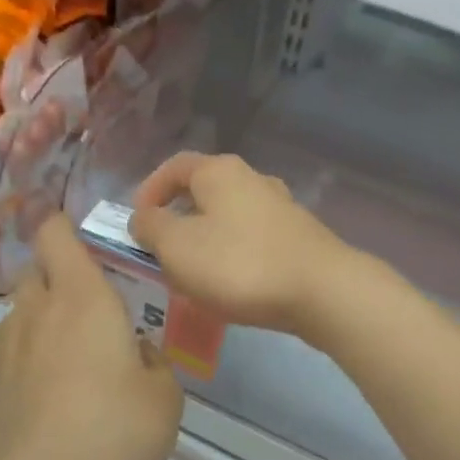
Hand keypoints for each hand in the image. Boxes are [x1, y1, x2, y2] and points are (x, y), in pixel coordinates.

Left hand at [0, 213, 183, 459]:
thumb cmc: (110, 431)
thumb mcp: (164, 400)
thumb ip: (154, 365)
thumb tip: (136, 354)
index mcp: (81, 299)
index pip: (56, 235)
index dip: (62, 227)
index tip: (77, 240)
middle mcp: (33, 313)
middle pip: (34, 274)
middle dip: (55, 282)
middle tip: (86, 316)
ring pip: (18, 321)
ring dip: (40, 332)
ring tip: (67, 377)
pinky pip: (4, 365)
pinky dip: (22, 374)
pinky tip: (41, 413)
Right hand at [130, 153, 355, 335]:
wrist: (322, 292)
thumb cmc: (239, 264)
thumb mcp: (177, 247)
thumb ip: (151, 228)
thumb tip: (144, 218)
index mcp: (219, 172)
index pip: (174, 167)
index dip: (149, 191)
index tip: (136, 223)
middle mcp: (253, 179)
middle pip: (204, 191)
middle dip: (178, 219)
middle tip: (162, 251)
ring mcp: (281, 207)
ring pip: (229, 217)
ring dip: (206, 240)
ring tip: (194, 274)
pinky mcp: (299, 237)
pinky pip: (253, 240)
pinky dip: (234, 255)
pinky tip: (232, 285)